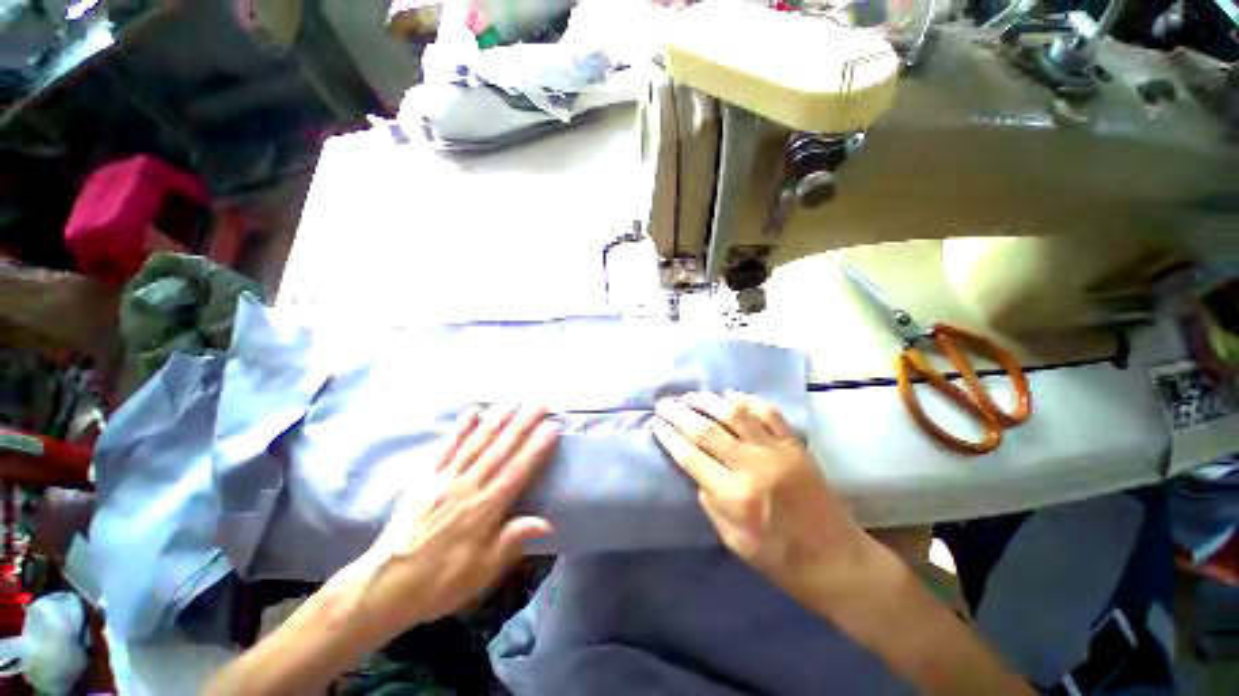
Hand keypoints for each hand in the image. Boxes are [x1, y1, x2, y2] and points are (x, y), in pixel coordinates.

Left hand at [347, 405, 556, 637]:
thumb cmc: (440, 581)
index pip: (517, 471)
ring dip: (497, 419)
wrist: (386, 584)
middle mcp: (468, 486)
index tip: (552, 426)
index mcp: (485, 509)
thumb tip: (547, 522)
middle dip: (523, 424)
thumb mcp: (481, 572)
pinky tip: (472, 411)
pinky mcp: (426, 477)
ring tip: (513, 400)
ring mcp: (445, 478)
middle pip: (501, 449)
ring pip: (477, 442)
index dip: (536, 448)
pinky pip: (446, 447)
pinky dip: (460, 428)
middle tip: (540, 403)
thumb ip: (511, 542)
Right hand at [652, 391, 871, 605]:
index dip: (669, 437)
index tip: (656, 424)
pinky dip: (747, 399)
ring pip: (735, 414)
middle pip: (706, 430)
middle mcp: (752, 466)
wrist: (836, 560)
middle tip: (664, 403)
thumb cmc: (780, 559)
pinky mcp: (795, 445)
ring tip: (690, 395)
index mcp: (734, 496)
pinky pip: (769, 412)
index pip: (690, 456)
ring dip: (708, 400)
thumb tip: (698, 473)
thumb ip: (711, 503)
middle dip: (679, 414)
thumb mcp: (733, 541)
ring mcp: (776, 451)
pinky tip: (730, 394)